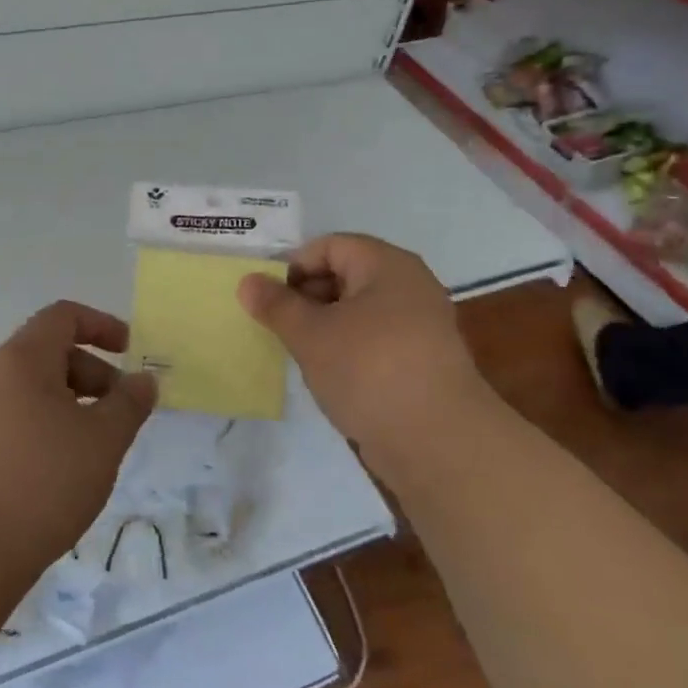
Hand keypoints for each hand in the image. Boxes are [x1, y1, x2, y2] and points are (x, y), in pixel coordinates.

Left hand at [0, 301, 155, 582]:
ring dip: (70, 402)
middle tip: (120, 412)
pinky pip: (14, 416)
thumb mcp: (103, 439)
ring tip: (95, 444)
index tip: (129, 351)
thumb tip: (144, 380)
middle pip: (49, 351)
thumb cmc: (44, 482)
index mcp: (22, 359)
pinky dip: (45, 424)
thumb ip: (130, 402)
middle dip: (92, 372)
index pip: (63, 316)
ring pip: (32, 387)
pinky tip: (61, 468)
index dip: (101, 325)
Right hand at [237, 234, 483, 466]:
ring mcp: (421, 324)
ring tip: (301, 353)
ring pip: (359, 310)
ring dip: (326, 326)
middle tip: (280, 327)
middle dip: (307, 297)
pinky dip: (350, 348)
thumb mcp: (310, 334)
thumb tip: (248, 281)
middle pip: (346, 274)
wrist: (438, 442)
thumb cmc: (368, 370)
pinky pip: (376, 338)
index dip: (294, 267)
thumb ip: (276, 305)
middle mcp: (409, 285)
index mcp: (386, 265)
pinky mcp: (424, 360)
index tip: (269, 301)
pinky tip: (331, 375)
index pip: (330, 246)